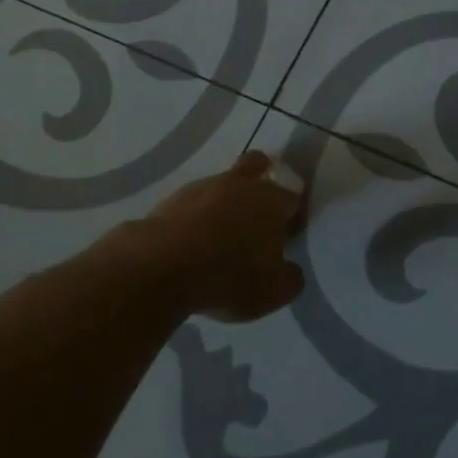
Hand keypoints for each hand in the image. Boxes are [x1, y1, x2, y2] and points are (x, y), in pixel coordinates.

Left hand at [133, 151, 307, 321]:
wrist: (163, 265)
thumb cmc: (229, 275)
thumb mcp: (273, 292)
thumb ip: (290, 279)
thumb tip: (291, 271)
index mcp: (272, 201)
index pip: (293, 199)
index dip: (294, 215)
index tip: (289, 235)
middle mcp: (241, 184)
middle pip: (256, 165)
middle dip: (261, 176)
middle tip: (258, 207)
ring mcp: (204, 186)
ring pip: (222, 183)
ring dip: (225, 199)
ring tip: (220, 232)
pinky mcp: (173, 198)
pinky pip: (193, 202)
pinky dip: (197, 215)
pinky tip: (192, 239)